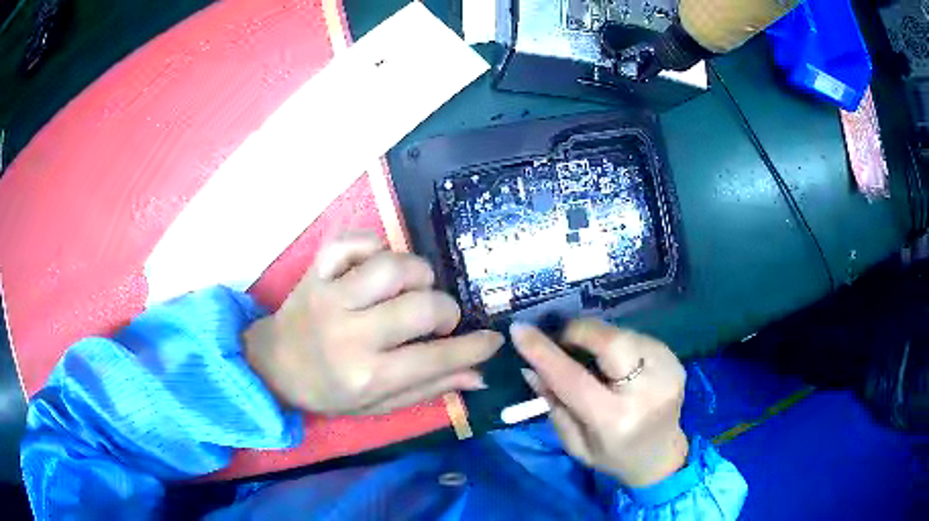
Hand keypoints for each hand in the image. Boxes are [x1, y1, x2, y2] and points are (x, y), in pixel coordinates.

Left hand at [244, 232, 503, 415]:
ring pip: (393, 266)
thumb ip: (429, 389)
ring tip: (412, 290)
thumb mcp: (378, 405)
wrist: (274, 365)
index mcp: (367, 374)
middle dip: (447, 311)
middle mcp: (351, 333)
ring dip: (418, 275)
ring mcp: (331, 296)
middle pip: (422, 306)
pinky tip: (378, 266)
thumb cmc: (328, 391)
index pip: (437, 358)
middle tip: (439, 320)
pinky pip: (354, 240)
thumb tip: (479, 376)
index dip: (475, 346)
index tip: (493, 339)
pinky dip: (375, 245)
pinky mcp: (317, 270)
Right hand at [513, 319, 687, 487]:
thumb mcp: (574, 443)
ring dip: (598, 337)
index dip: (544, 352)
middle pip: (610, 341)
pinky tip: (614, 360)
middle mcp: (646, 392)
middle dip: (578, 331)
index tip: (520, 330)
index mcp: (615, 420)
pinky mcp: (676, 361)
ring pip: (624, 334)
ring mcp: (667, 372)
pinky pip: (638, 337)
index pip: (574, 379)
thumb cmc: (612, 456)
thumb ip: (553, 404)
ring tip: (588, 353)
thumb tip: (531, 366)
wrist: (661, 456)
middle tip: (561, 338)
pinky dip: (619, 342)